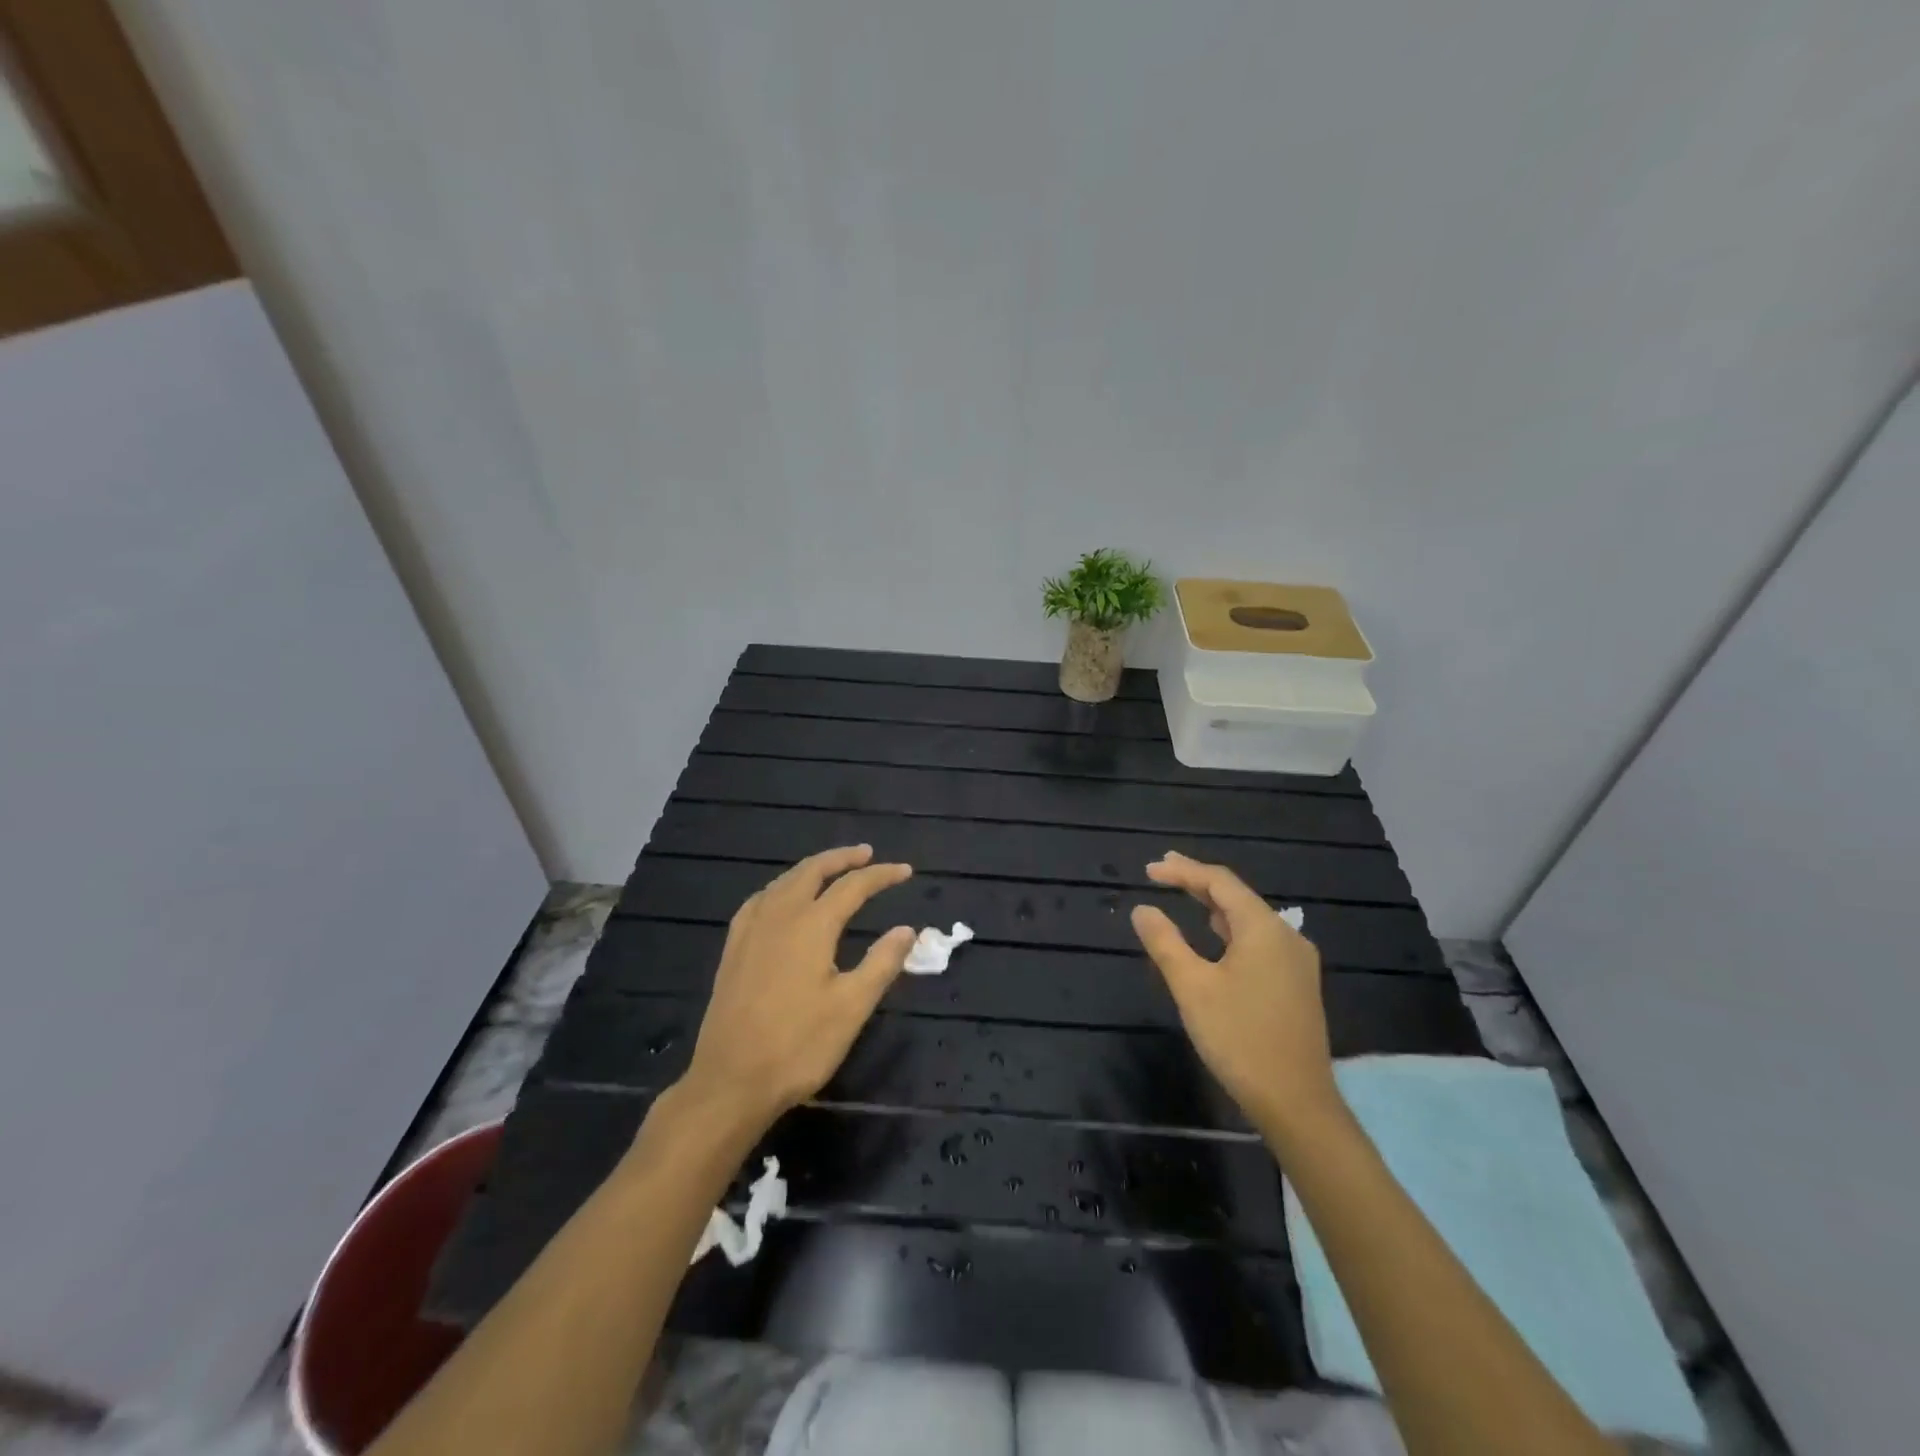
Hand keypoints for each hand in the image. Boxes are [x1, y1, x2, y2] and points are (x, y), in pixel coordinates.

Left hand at [678, 845, 915, 1130]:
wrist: (730, 1082)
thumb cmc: (798, 1046)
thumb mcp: (851, 1007)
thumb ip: (882, 962)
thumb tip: (907, 929)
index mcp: (811, 925)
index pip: (852, 886)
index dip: (881, 876)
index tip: (906, 871)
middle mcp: (779, 916)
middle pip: (812, 871)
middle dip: (842, 858)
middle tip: (866, 854)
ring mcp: (750, 931)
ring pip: (783, 882)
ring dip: (811, 869)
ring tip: (830, 869)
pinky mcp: (733, 950)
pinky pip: (759, 901)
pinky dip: (780, 888)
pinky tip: (780, 899)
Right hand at [1130, 851, 1340, 1136]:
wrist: (1297, 1103)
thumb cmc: (1239, 1039)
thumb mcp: (1192, 987)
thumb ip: (1165, 943)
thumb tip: (1143, 910)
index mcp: (1264, 929)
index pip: (1219, 882)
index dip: (1183, 871)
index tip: (1149, 870)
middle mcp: (1286, 936)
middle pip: (1237, 896)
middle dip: (1198, 881)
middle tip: (1162, 871)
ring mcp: (1296, 961)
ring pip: (1249, 919)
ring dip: (1214, 905)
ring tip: (1184, 894)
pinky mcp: (1296, 984)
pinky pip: (1259, 940)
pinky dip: (1230, 928)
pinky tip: (1216, 935)